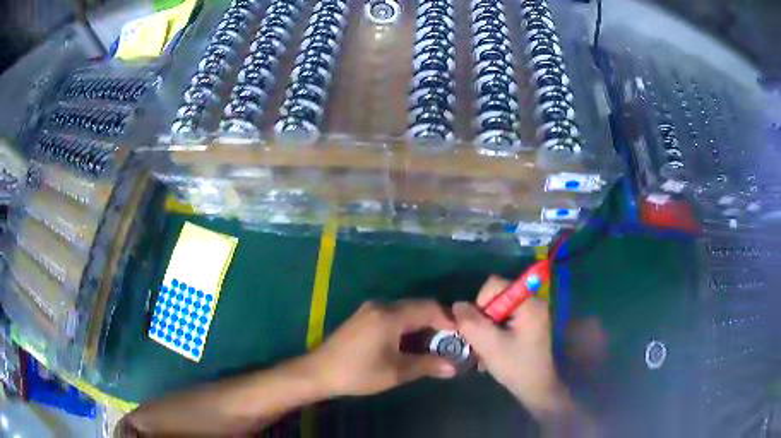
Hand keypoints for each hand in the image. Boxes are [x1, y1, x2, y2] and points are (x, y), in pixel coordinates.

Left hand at [308, 300, 457, 396]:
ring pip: (406, 310)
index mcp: (390, 316)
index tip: (462, 335)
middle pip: (418, 306)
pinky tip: (412, 342)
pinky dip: (408, 325)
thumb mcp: (396, 372)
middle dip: (438, 321)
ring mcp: (371, 310)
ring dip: (423, 324)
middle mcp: (382, 306)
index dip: (449, 320)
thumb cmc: (358, 373)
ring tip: (435, 344)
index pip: (429, 308)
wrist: (319, 372)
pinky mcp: (364, 317)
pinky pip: (394, 315)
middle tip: (451, 341)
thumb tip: (453, 366)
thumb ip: (427, 365)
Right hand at [453, 276, 570, 418]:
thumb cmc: (516, 366)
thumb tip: (457, 305)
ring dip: (485, 328)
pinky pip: (503, 319)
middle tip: (480, 342)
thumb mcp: (489, 345)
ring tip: (484, 349)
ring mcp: (530, 313)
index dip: (480, 304)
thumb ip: (471, 323)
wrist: (535, 388)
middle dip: (482, 319)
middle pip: (495, 297)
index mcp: (528, 302)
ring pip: (496, 310)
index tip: (481, 328)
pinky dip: (493, 332)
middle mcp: (532, 301)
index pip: (494, 285)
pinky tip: (491, 350)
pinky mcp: (527, 324)